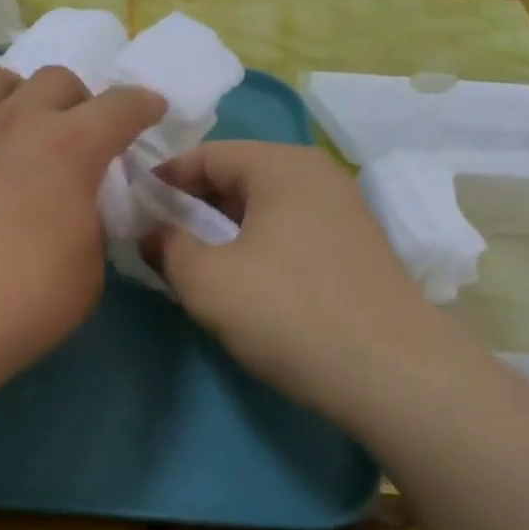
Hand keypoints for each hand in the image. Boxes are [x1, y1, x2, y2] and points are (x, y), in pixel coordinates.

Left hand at [0, 66, 165, 395]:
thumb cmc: (24, 298)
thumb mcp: (89, 270)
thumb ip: (90, 226)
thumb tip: (75, 210)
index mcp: (71, 146)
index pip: (120, 106)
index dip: (142, 105)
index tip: (151, 109)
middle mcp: (16, 121)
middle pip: (56, 79)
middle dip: (77, 100)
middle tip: (77, 136)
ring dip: (13, 95)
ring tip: (14, 128)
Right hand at [145, 142, 483, 428]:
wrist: (397, 375)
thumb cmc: (290, 312)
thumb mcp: (208, 280)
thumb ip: (166, 247)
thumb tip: (151, 233)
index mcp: (280, 165)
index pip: (205, 154)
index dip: (163, 180)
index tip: (131, 208)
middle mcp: (316, 175)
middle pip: (236, 176)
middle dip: (191, 204)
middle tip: (155, 236)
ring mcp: (343, 212)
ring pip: (264, 206)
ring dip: (222, 228)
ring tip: (191, 260)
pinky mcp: (356, 250)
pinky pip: (289, 231)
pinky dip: (256, 244)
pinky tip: (242, 280)